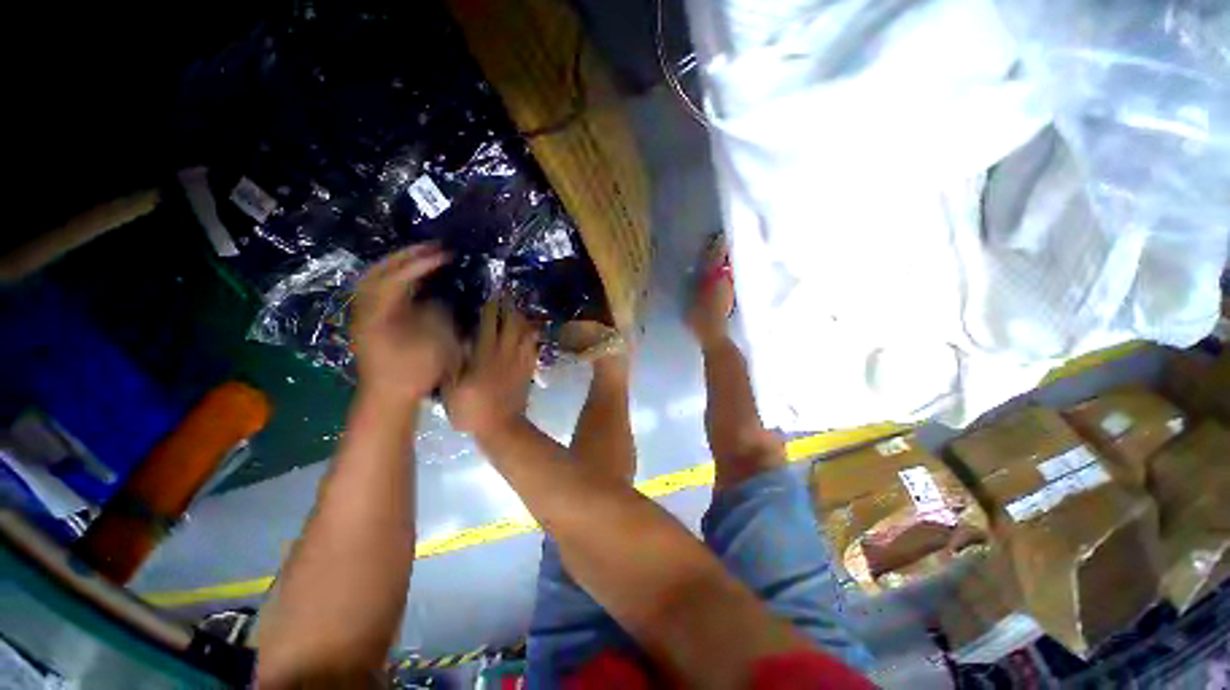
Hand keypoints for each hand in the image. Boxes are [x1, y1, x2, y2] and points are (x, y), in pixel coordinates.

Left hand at [352, 244, 458, 405]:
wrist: (387, 397)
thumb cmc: (413, 374)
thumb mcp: (434, 346)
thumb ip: (435, 317)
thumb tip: (436, 298)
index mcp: (379, 316)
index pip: (397, 278)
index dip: (421, 264)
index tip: (443, 254)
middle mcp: (364, 310)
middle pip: (379, 271)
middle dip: (405, 256)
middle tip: (431, 247)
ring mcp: (363, 315)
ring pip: (374, 278)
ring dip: (396, 263)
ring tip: (421, 256)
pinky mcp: (367, 320)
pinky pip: (377, 288)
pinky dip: (393, 277)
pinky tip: (409, 277)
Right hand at [445, 298, 538, 437]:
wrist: (502, 427)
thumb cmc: (472, 410)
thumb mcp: (452, 389)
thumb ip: (455, 363)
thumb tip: (461, 341)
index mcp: (485, 356)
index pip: (489, 325)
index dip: (490, 309)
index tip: (490, 296)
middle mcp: (505, 354)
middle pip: (511, 325)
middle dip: (509, 309)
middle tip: (507, 297)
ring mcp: (520, 362)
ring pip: (525, 334)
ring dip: (522, 320)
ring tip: (518, 311)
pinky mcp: (528, 370)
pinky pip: (533, 348)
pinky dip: (531, 337)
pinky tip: (529, 332)